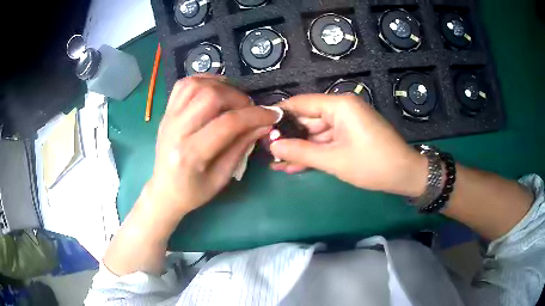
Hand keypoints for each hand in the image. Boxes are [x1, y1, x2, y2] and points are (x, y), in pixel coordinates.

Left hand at [143, 75, 277, 216]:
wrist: (164, 190)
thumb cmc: (193, 192)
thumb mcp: (222, 178)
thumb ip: (241, 147)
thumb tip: (263, 124)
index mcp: (190, 155)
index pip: (227, 123)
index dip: (255, 115)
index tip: (272, 115)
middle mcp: (176, 130)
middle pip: (210, 96)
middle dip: (238, 98)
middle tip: (249, 109)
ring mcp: (168, 118)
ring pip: (196, 84)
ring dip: (222, 86)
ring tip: (233, 99)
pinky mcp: (166, 112)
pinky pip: (184, 85)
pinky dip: (203, 81)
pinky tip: (215, 90)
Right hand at [270, 94, 427, 196]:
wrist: (404, 175)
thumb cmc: (372, 165)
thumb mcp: (334, 160)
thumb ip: (301, 152)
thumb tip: (273, 147)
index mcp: (339, 105)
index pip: (301, 103)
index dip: (280, 114)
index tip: (261, 128)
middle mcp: (341, 108)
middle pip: (307, 119)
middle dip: (287, 136)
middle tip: (266, 150)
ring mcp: (346, 122)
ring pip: (315, 133)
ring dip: (298, 148)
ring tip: (275, 162)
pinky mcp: (350, 135)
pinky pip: (326, 140)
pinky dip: (313, 152)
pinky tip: (293, 165)